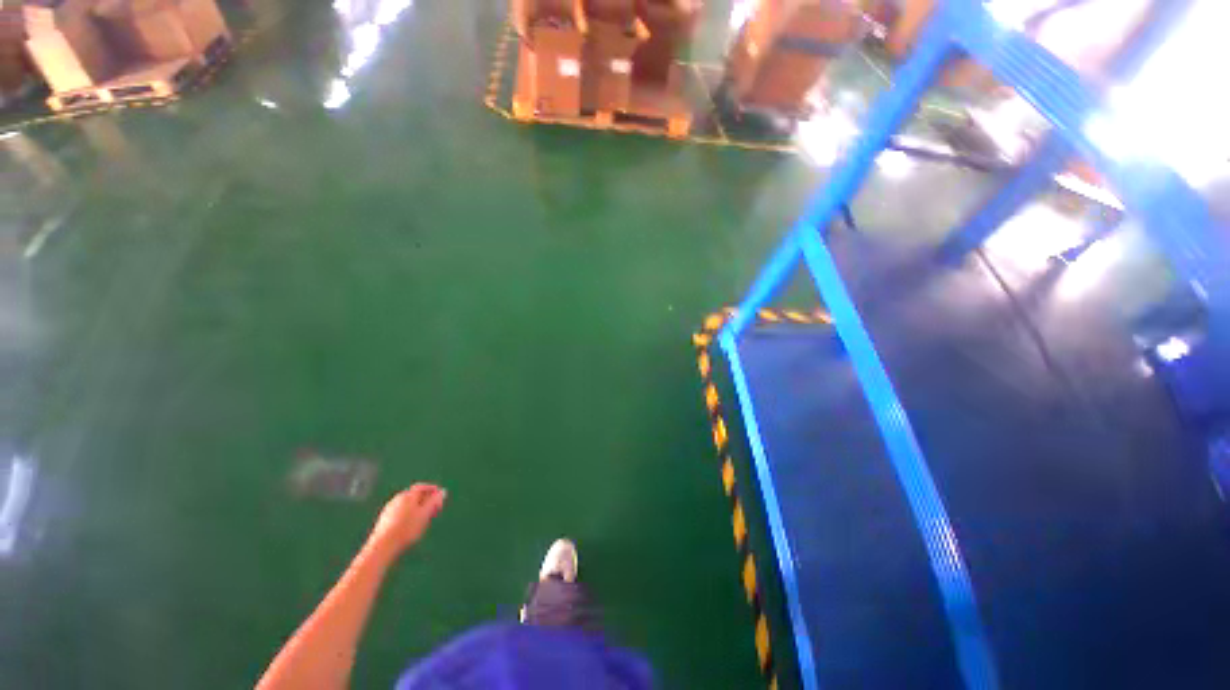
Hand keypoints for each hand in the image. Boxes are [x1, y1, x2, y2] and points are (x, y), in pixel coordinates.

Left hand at [368, 484, 445, 555]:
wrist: (383, 545)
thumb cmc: (407, 528)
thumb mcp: (425, 513)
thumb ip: (434, 501)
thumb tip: (442, 491)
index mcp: (408, 495)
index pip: (422, 487)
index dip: (433, 490)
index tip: (440, 497)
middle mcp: (397, 498)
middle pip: (414, 495)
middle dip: (425, 500)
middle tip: (434, 509)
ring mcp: (389, 508)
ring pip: (407, 504)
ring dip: (417, 508)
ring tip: (424, 518)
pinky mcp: (384, 519)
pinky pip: (400, 512)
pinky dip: (408, 514)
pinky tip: (410, 524)